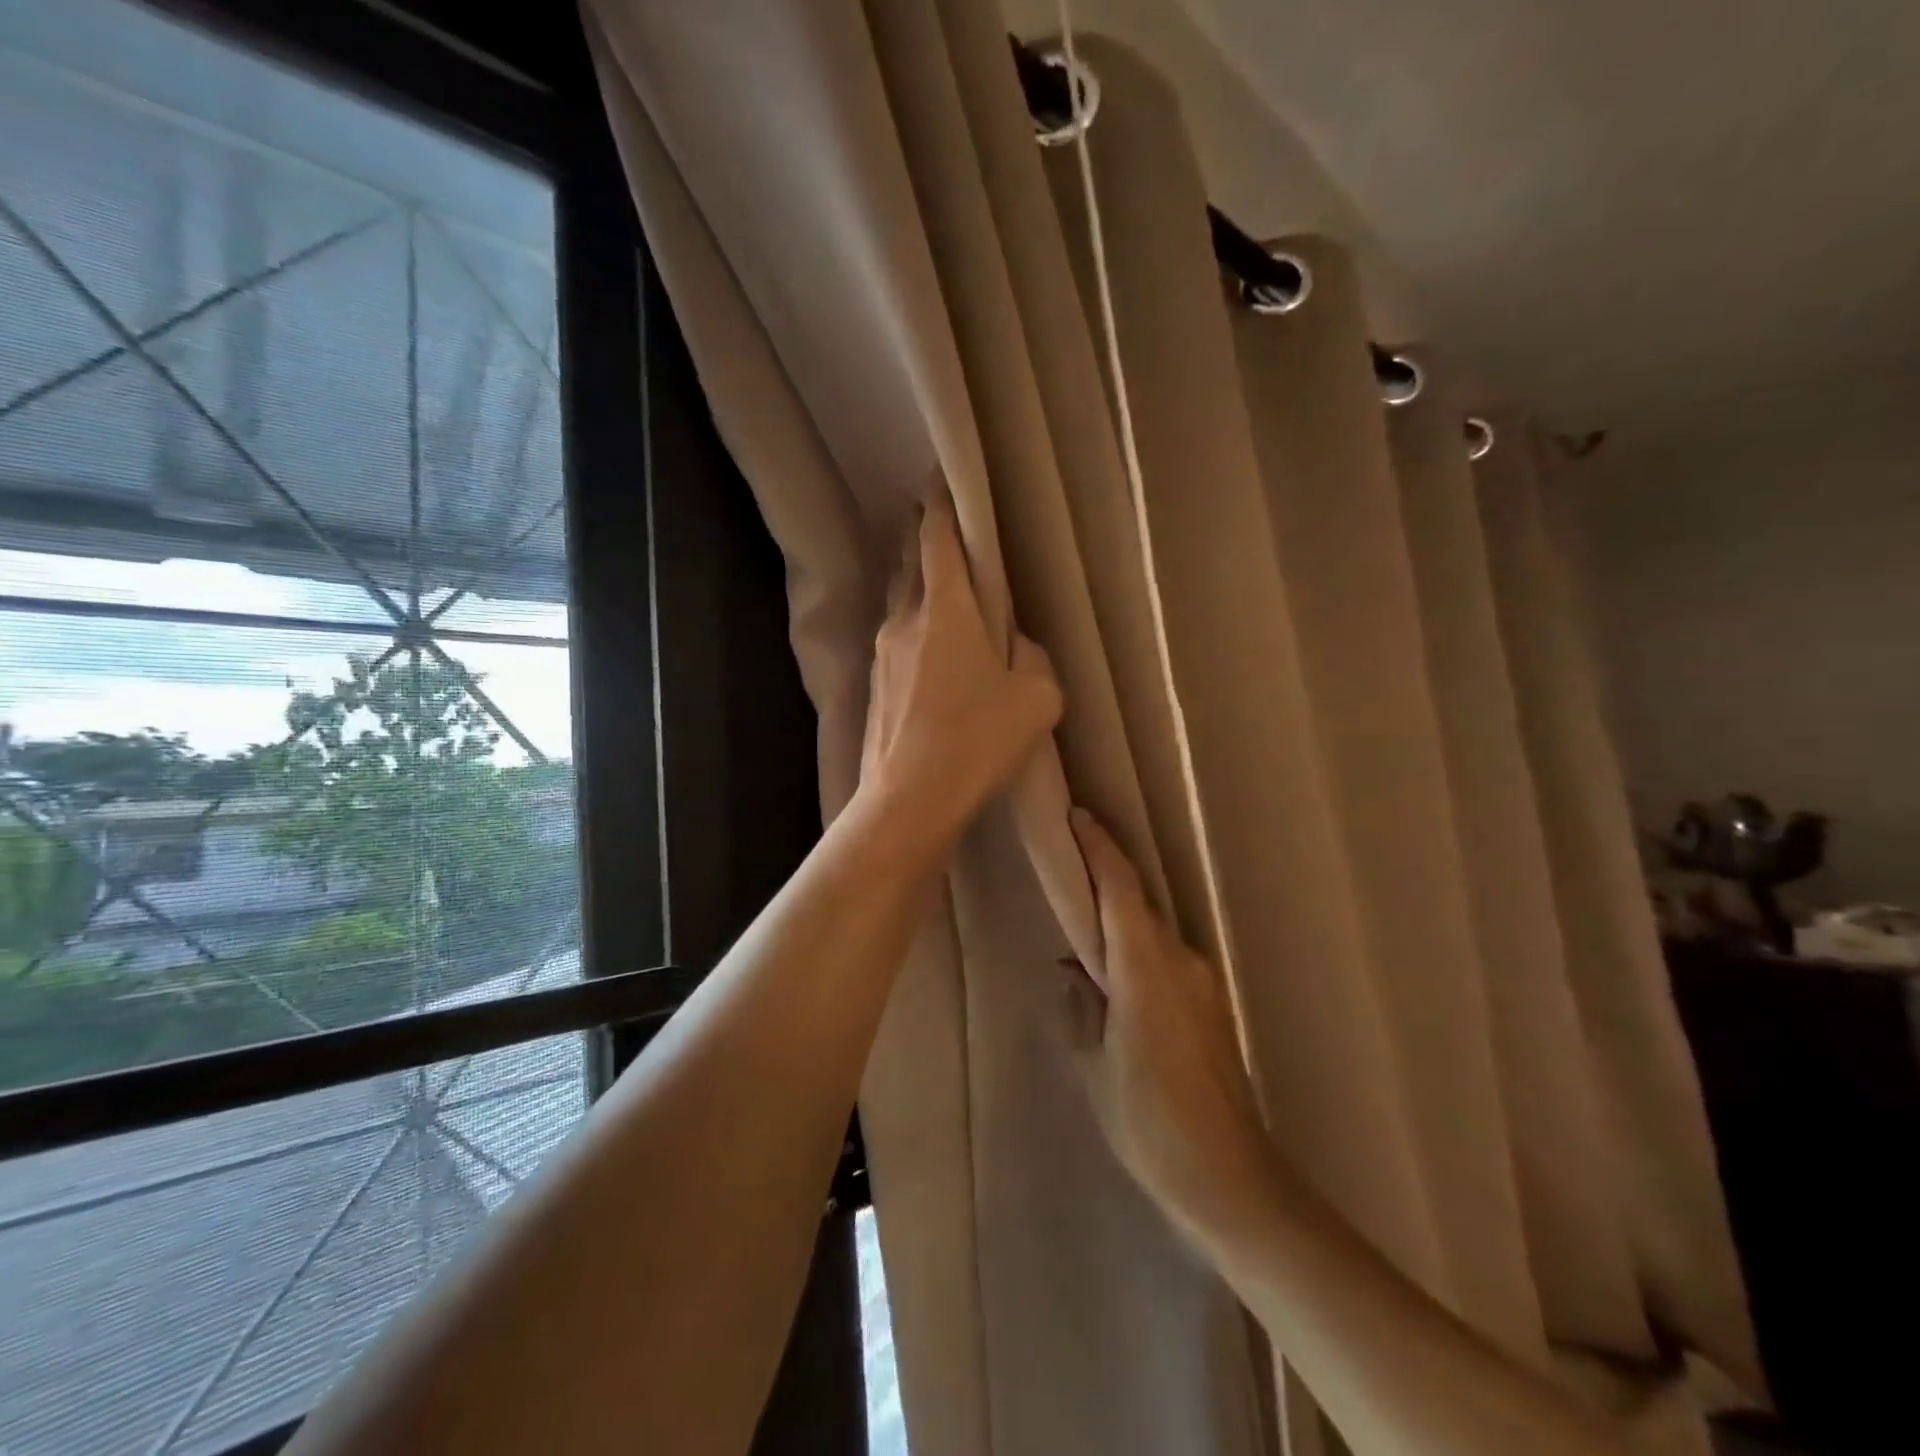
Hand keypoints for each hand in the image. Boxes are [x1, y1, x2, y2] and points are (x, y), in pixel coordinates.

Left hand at [861, 493, 1061, 840]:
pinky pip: (897, 636)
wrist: (909, 798)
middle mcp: (905, 617)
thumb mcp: (1037, 696)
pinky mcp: (874, 683)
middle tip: (946, 525)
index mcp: (946, 607)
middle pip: (912, 560)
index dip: (941, 500)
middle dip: (927, 536)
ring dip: (919, 583)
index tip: (944, 477)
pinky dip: (914, 625)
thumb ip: (1032, 656)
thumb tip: (1013, 646)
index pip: (937, 533)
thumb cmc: (977, 740)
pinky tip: (932, 647)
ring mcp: (882, 651)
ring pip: (901, 599)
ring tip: (942, 585)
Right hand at [1063, 809, 1276, 1245]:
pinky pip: (1166, 956)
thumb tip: (1074, 970)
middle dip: (1105, 875)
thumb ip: (1080, 1008)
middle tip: (1068, 861)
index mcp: (1146, 970)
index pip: (1121, 889)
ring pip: (1153, 930)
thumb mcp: (1094, 1066)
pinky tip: (1114, 974)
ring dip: (1120, 915)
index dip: (1099, 848)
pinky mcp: (1211, 1004)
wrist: (1230, 1177)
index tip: (1076, 815)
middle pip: (1139, 902)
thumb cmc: (1149, 1123)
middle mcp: (1181, 962)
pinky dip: (1137, 947)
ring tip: (1083, 920)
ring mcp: (1203, 982)